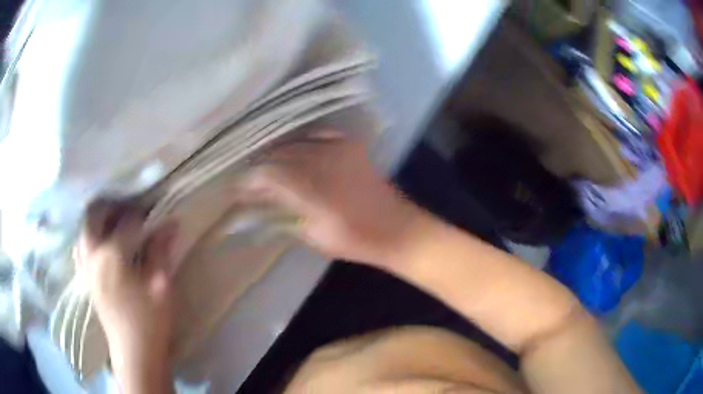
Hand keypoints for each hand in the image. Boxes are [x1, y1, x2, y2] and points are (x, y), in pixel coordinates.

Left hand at [76, 200, 175, 393]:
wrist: (134, 352)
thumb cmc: (150, 321)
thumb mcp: (161, 286)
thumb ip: (161, 251)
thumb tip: (171, 222)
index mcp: (112, 255)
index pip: (126, 221)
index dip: (142, 213)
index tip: (154, 211)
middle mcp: (93, 254)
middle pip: (94, 215)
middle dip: (112, 206)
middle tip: (129, 210)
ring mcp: (85, 267)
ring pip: (84, 229)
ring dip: (98, 220)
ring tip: (114, 224)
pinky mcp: (84, 278)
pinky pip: (80, 247)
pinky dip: (89, 237)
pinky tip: (101, 244)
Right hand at [239, 131, 422, 264]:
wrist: (396, 228)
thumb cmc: (355, 240)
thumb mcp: (314, 235)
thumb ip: (285, 215)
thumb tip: (261, 204)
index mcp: (314, 191)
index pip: (269, 176)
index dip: (249, 181)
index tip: (237, 188)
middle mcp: (324, 163)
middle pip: (280, 156)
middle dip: (260, 167)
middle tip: (249, 179)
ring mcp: (339, 150)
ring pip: (296, 144)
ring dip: (277, 154)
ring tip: (266, 165)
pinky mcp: (351, 146)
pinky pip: (319, 135)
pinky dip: (302, 141)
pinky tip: (294, 149)